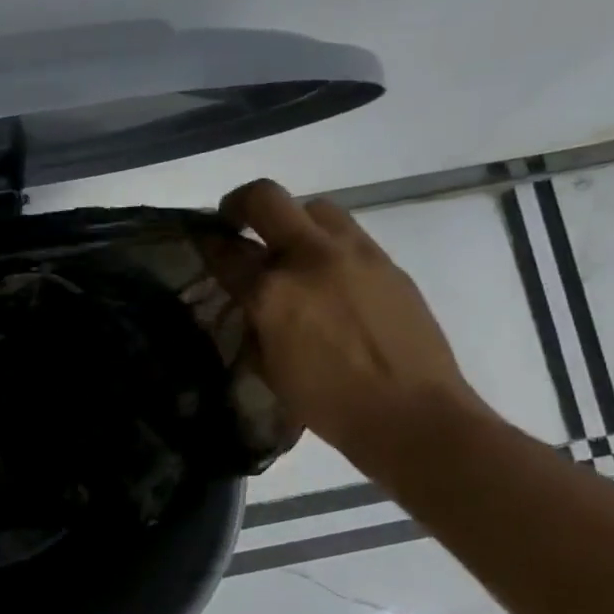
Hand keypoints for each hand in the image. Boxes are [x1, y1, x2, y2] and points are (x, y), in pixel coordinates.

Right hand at [206, 180, 490, 463]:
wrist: (413, 414)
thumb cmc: (328, 403)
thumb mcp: (269, 366)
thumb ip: (253, 322)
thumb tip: (247, 300)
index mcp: (272, 292)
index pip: (225, 251)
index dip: (206, 243)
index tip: (201, 240)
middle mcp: (310, 258)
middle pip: (266, 198)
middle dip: (241, 204)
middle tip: (236, 223)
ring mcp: (354, 254)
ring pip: (313, 207)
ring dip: (292, 220)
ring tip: (290, 250)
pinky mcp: (387, 262)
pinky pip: (348, 234)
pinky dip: (328, 245)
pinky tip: (329, 277)